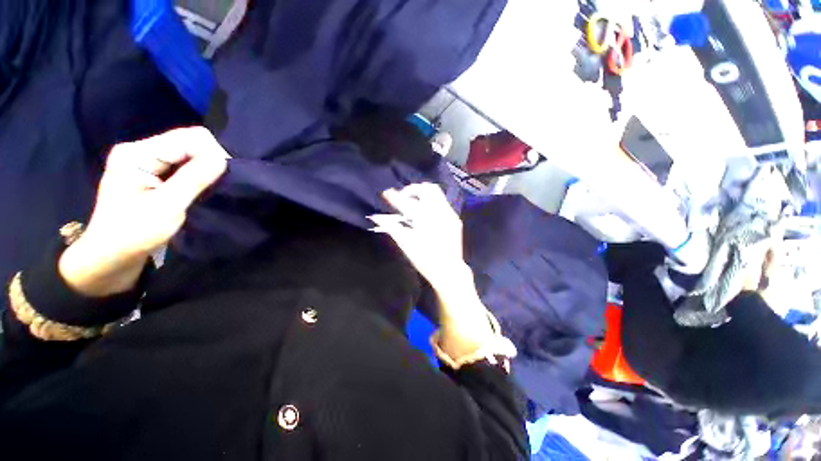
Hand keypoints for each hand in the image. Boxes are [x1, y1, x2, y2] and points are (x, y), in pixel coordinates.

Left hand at [59, 127, 228, 296]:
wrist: (109, 257)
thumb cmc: (134, 234)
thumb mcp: (167, 207)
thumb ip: (194, 179)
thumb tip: (223, 158)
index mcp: (138, 153)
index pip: (190, 137)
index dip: (213, 154)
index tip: (223, 180)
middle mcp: (140, 149)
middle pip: (188, 141)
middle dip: (209, 161)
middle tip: (216, 186)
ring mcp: (143, 160)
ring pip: (187, 152)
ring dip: (203, 168)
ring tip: (207, 189)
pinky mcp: (148, 171)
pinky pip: (181, 163)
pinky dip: (195, 173)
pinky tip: (196, 188)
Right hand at [370, 183, 469, 292]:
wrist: (449, 270)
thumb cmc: (424, 259)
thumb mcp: (406, 244)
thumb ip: (392, 228)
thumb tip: (377, 217)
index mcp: (424, 220)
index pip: (406, 202)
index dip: (395, 196)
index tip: (387, 192)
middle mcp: (439, 212)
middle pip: (426, 189)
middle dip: (412, 189)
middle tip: (403, 197)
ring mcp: (449, 214)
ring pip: (436, 193)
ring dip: (423, 193)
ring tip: (414, 202)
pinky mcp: (455, 219)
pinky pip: (442, 202)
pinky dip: (431, 202)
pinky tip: (426, 213)